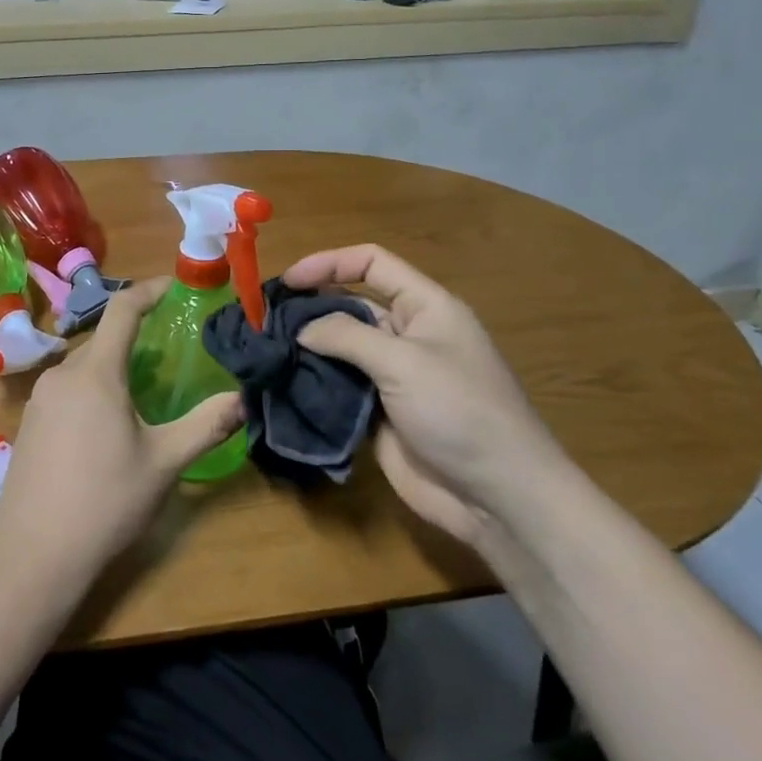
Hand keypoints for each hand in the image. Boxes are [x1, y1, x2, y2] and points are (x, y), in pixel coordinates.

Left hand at [0, 278, 241, 580]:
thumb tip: (243, 399)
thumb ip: (205, 425)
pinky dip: (91, 390)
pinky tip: (106, 427)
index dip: (150, 290)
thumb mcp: (164, 463)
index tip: (175, 287)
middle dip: (136, 339)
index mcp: (95, 373)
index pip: (123, 310)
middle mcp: (61, 375)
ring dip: (113, 368)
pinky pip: (66, 390)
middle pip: (103, 340)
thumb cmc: (105, 501)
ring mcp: (39, 399)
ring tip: (143, 393)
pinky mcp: (28, 423)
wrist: (34, 554)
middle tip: (170, 355)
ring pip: (83, 367)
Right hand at [283, 244, 573, 545]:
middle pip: (350, 304)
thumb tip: (301, 329)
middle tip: (264, 319)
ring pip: (341, 347)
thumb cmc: (459, 412)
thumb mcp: (404, 362)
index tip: (287, 282)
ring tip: (265, 350)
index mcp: (425, 307)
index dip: (329, 263)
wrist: (497, 497)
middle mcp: (407, 334)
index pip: (371, 264)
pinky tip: (282, 384)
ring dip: (307, 347)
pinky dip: (313, 382)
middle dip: (310, 306)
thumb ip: (347, 336)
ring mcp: (393, 375)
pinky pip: (339, 386)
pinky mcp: (379, 411)